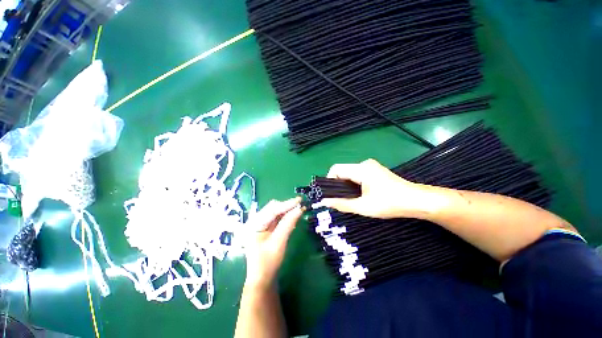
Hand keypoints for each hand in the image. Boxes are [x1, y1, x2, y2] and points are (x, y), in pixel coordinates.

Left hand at [244, 197, 302, 289]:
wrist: (262, 279)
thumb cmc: (268, 263)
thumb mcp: (279, 242)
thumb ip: (288, 224)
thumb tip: (300, 209)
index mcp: (253, 224)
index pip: (272, 210)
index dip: (287, 204)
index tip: (300, 200)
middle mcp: (255, 221)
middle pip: (273, 208)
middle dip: (287, 206)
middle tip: (301, 205)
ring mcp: (260, 225)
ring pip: (275, 212)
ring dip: (287, 210)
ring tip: (299, 209)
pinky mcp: (265, 229)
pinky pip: (276, 219)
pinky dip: (285, 217)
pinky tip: (292, 216)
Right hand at [319, 159, 422, 218]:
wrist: (416, 200)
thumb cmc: (390, 203)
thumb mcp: (363, 207)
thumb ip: (342, 204)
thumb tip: (324, 202)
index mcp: (361, 169)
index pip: (336, 169)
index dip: (329, 181)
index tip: (331, 195)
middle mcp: (364, 164)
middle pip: (342, 171)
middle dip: (338, 185)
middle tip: (341, 200)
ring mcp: (370, 166)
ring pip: (350, 173)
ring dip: (346, 185)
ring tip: (351, 199)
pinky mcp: (374, 170)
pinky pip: (357, 174)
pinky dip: (354, 184)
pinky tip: (360, 194)